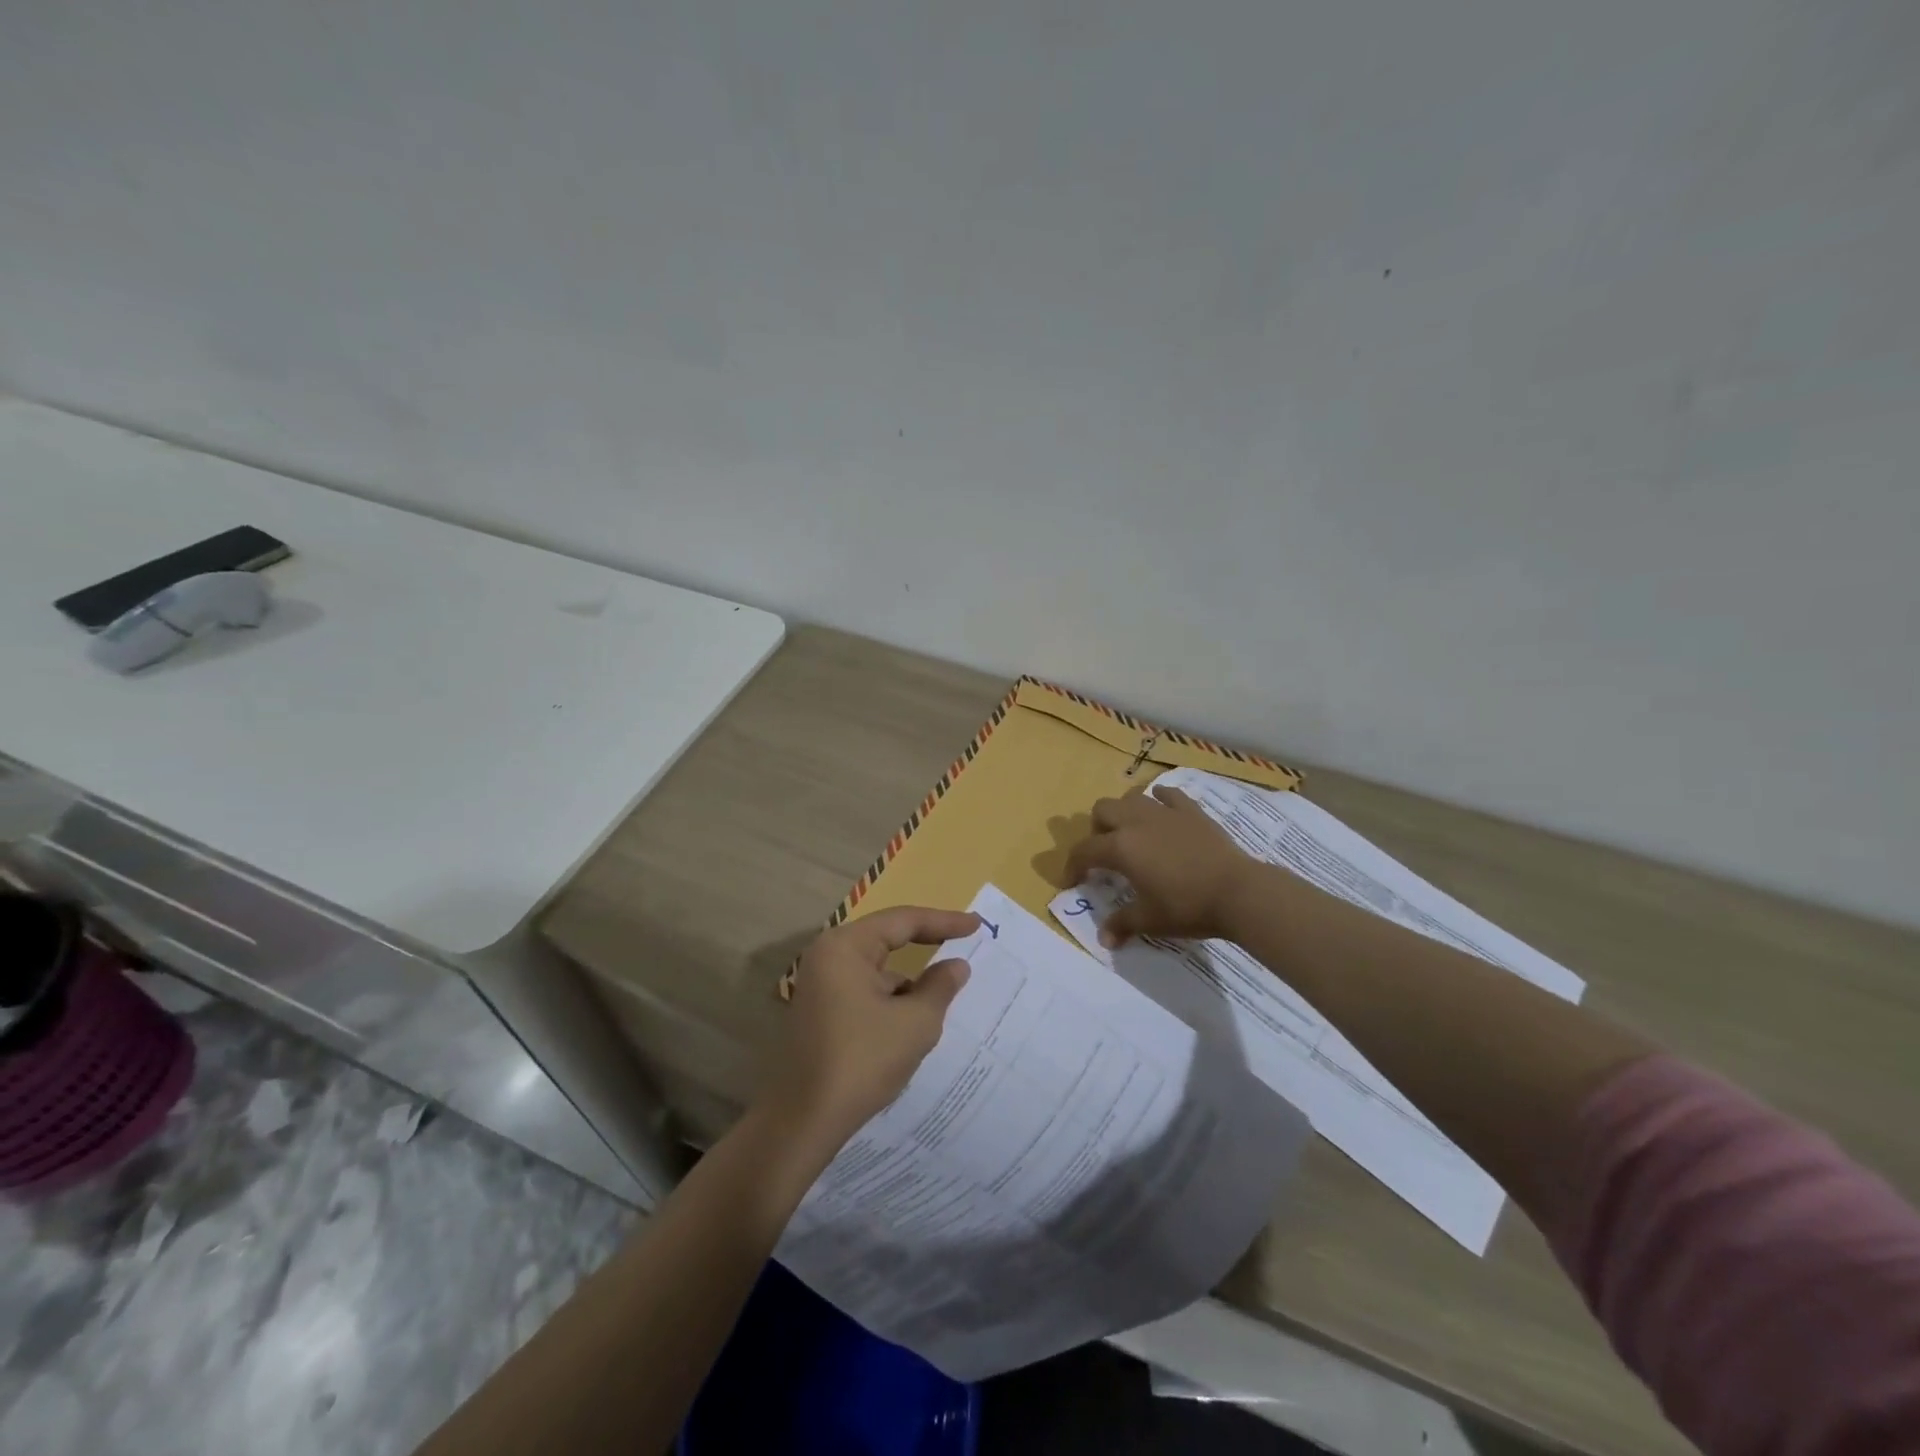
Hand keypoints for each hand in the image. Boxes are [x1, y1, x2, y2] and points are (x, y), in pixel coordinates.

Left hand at [761, 905, 979, 1149]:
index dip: (943, 921)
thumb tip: (956, 966)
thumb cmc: (863, 1060)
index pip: (902, 920)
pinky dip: (891, 1000)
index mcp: (845, 947)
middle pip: (886, 940)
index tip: (976, 924)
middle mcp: (828, 957)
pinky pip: (865, 992)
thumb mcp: (915, 1022)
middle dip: (925, 945)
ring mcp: (820, 986)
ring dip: (908, 981)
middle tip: (964, 941)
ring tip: (944, 996)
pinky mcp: (820, 1012)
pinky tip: (912, 1024)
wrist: (803, 1121)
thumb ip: (940, 987)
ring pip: (877, 970)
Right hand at [1064, 784, 1260, 945]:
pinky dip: (1159, 801)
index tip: (1072, 882)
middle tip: (1106, 854)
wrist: (1238, 891)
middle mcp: (1137, 822)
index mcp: (1121, 847)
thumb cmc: (1187, 906)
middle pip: (1103, 809)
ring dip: (1124, 813)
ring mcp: (1165, 812)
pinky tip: (1163, 815)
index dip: (1072, 866)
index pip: (1084, 850)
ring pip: (1132, 798)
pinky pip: (1168, 795)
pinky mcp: (1191, 811)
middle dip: (1097, 829)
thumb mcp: (1150, 920)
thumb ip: (1122, 924)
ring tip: (1133, 834)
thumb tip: (1105, 940)